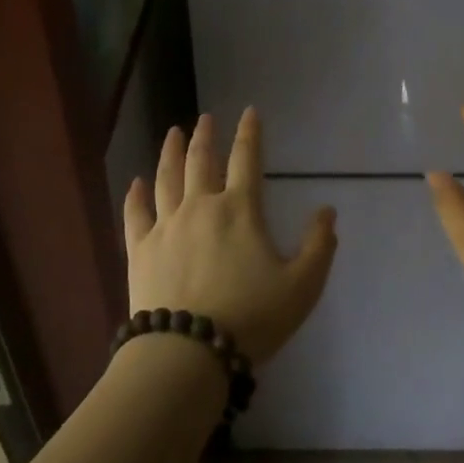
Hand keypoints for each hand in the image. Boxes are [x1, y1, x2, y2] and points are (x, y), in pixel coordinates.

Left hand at [124, 109, 337, 366]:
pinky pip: (135, 214)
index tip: (249, 112)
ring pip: (166, 179)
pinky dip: (135, 195)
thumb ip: (318, 246)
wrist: (189, 350)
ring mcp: (165, 226)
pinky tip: (135, 182)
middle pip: (201, 162)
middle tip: (205, 118)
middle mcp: (200, 207)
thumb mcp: (302, 286)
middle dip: (205, 136)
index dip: (249, 133)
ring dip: (170, 153)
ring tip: (173, 134)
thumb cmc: (252, 317)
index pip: (247, 160)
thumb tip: (328, 211)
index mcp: (240, 211)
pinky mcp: (139, 249)